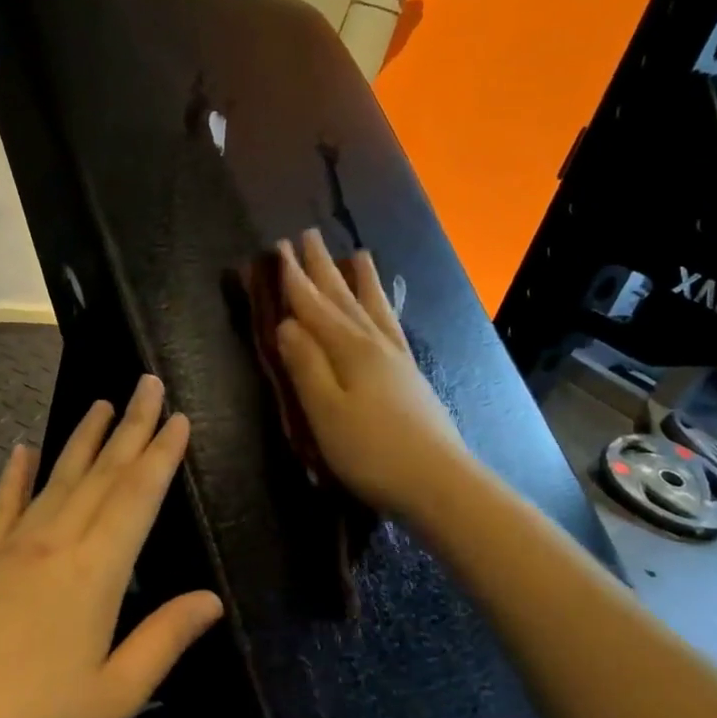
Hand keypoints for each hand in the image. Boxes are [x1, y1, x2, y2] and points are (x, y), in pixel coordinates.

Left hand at [0, 376, 222, 717]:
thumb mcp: (117, 692)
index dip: (161, 455)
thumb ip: (165, 638)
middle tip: (147, 384)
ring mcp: (9, 548)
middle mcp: (54, 544)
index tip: (176, 416)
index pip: (137, 497)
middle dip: (130, 427)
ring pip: (55, 479)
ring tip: (101, 404)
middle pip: (101, 474)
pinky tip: (22, 450)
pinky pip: (1, 506)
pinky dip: (15, 476)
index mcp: (96, 572)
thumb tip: (211, 598)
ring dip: (83, 440)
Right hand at [274, 227, 467, 519]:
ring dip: (360, 281)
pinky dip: (383, 310)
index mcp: (350, 351)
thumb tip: (286, 324)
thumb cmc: (371, 452)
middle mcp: (375, 345)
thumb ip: (305, 366)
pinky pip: (391, 327)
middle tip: (308, 236)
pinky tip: (383, 310)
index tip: (278, 248)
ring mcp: (398, 360)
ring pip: (373, 309)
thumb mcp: (325, 412)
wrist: (438, 481)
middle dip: (322, 268)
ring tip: (357, 254)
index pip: (314, 307)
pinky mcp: (411, 377)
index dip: (294, 279)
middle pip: (344, 299)